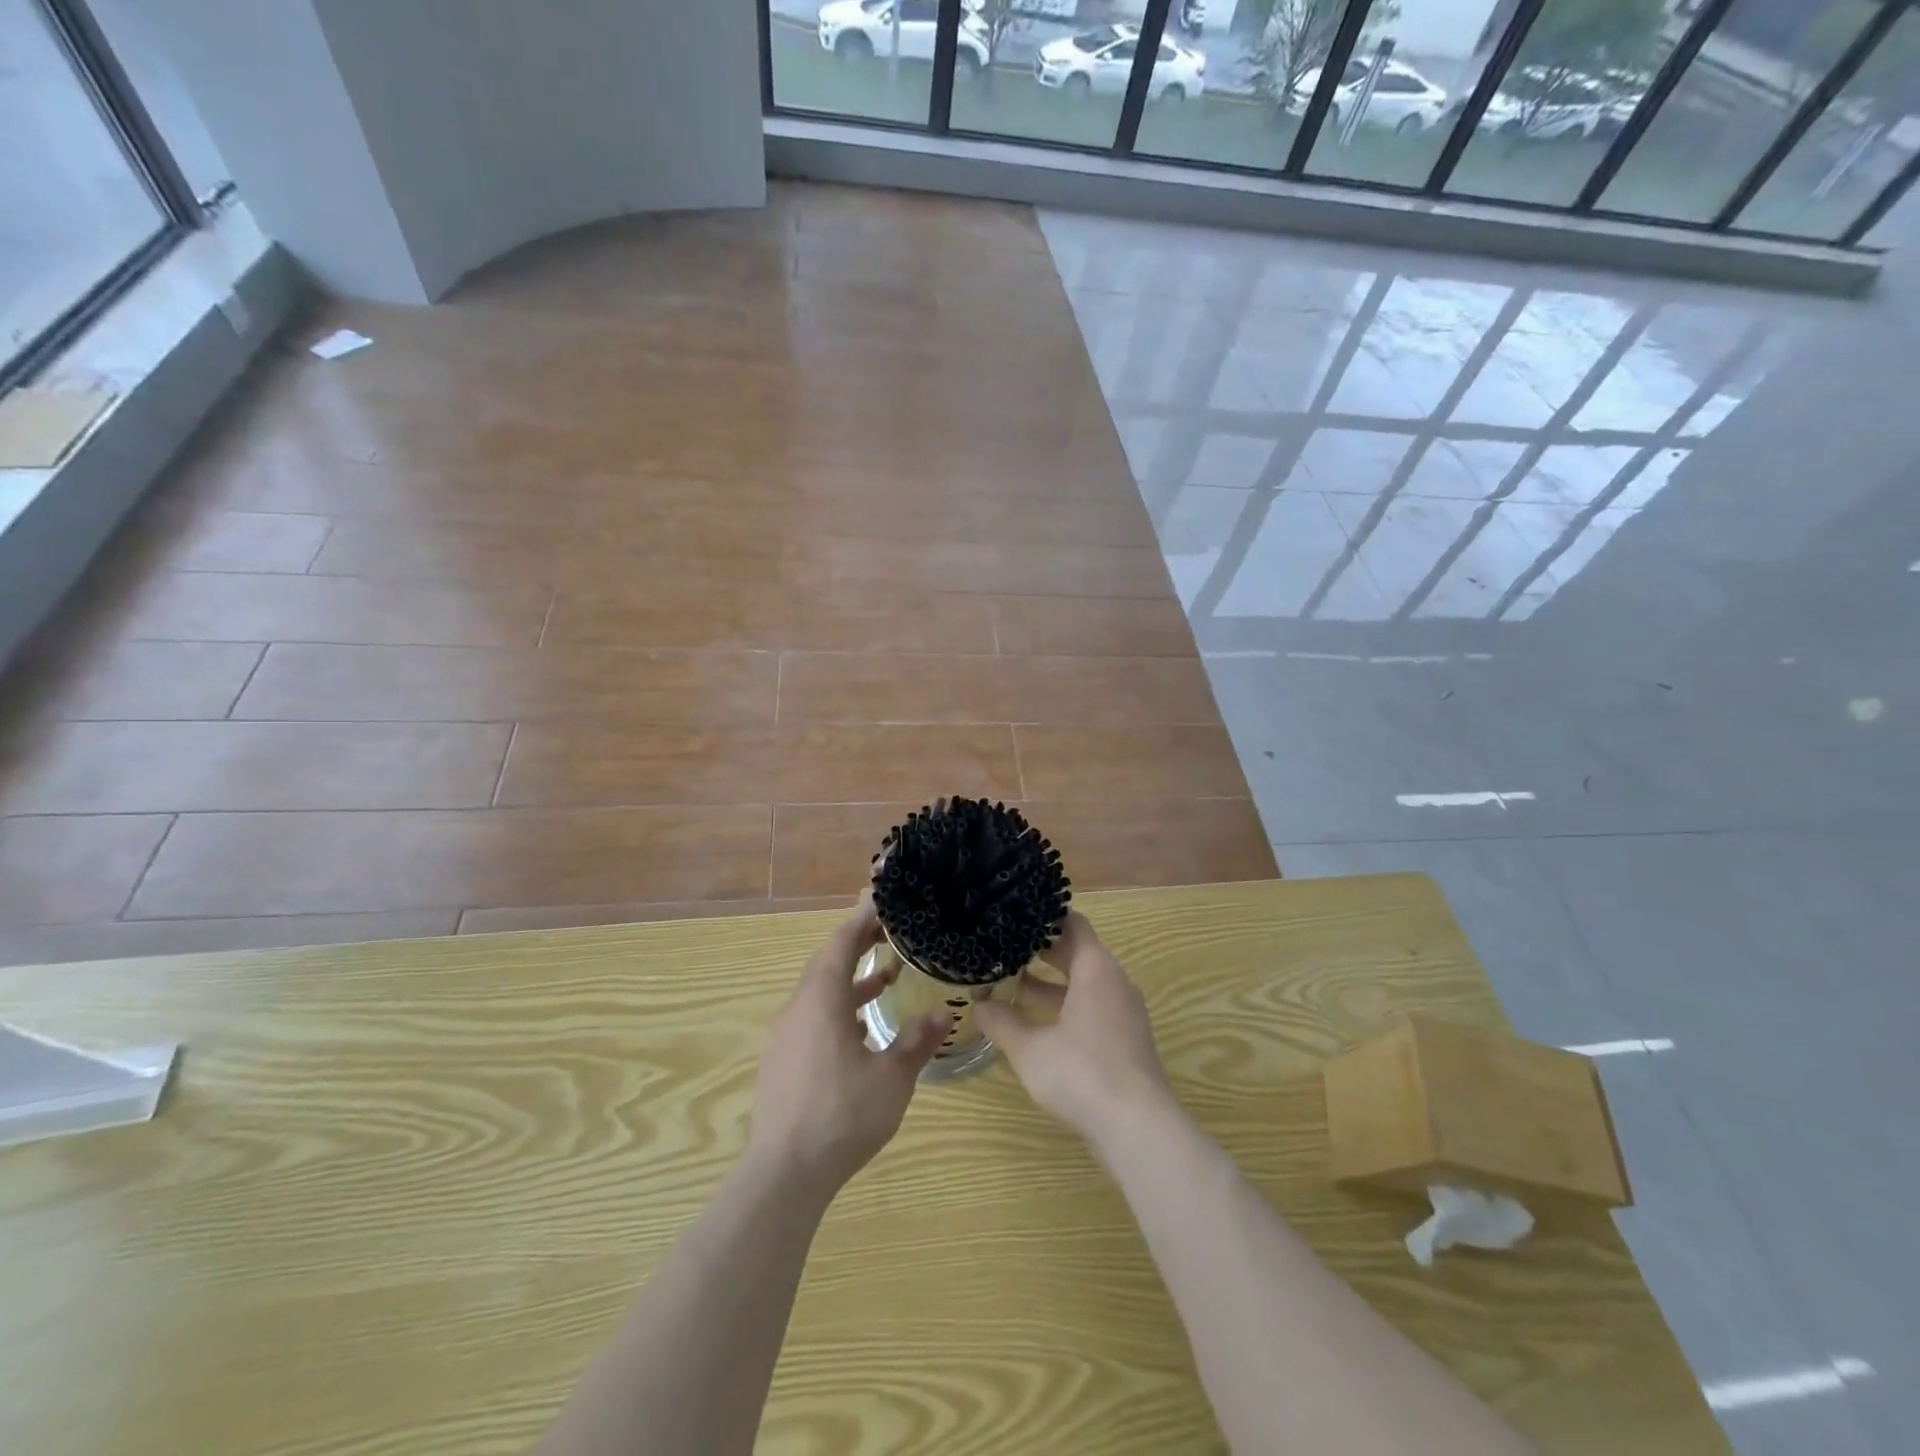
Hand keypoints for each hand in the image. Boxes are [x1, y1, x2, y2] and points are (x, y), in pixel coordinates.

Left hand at [746, 893, 949, 1198]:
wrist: (783, 1174)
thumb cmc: (842, 1115)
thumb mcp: (891, 1077)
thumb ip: (917, 1040)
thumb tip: (944, 1011)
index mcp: (821, 1000)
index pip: (841, 942)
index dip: (862, 918)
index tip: (884, 900)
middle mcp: (798, 1009)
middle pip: (827, 962)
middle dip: (858, 944)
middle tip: (891, 932)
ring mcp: (785, 1036)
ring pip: (819, 992)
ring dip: (850, 980)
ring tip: (886, 979)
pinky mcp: (781, 1061)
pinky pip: (812, 1018)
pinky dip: (838, 1009)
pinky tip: (861, 1031)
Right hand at [976, 911, 1174, 1152]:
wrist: (1138, 1129)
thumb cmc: (1082, 1074)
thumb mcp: (1030, 1048)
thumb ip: (1001, 1022)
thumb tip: (977, 1005)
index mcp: (1096, 968)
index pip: (1072, 923)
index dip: (1044, 917)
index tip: (1014, 914)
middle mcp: (1113, 981)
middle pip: (1076, 952)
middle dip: (1040, 950)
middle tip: (1002, 946)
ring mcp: (1122, 1011)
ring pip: (1082, 983)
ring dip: (1049, 983)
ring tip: (1009, 983)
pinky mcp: (1124, 1038)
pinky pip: (1091, 1006)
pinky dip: (1064, 1005)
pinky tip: (1033, 1022)